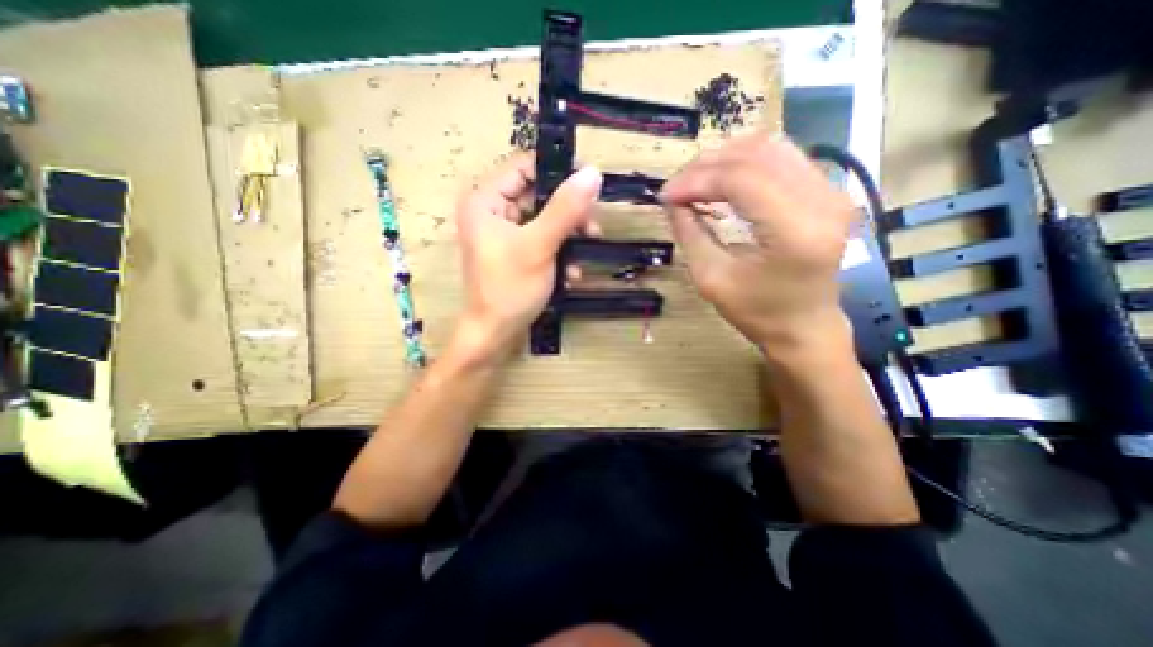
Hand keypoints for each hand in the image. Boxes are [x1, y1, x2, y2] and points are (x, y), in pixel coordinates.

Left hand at [456, 155, 607, 359]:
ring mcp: (504, 233)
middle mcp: (492, 211)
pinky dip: (558, 253)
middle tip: (592, 231)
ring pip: (545, 221)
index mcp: (486, 200)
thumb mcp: (539, 246)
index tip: (589, 189)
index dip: (558, 173)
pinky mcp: (515, 252)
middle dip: (569, 216)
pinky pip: (542, 241)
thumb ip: (565, 209)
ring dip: (568, 239)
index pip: (525, 167)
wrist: (495, 334)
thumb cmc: (509, 289)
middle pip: (539, 196)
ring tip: (580, 260)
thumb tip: (593, 172)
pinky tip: (570, 274)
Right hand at [658, 135, 853, 357]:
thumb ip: (690, 234)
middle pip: (756, 155)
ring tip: (695, 182)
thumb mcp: (711, 279)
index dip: (696, 180)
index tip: (665, 195)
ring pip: (770, 148)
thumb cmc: (757, 312)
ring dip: (724, 159)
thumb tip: (671, 201)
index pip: (740, 179)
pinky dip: (745, 163)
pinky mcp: (828, 192)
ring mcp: (832, 192)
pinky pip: (782, 158)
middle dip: (706, 166)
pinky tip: (722, 180)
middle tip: (676, 188)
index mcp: (795, 231)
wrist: (804, 327)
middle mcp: (823, 201)